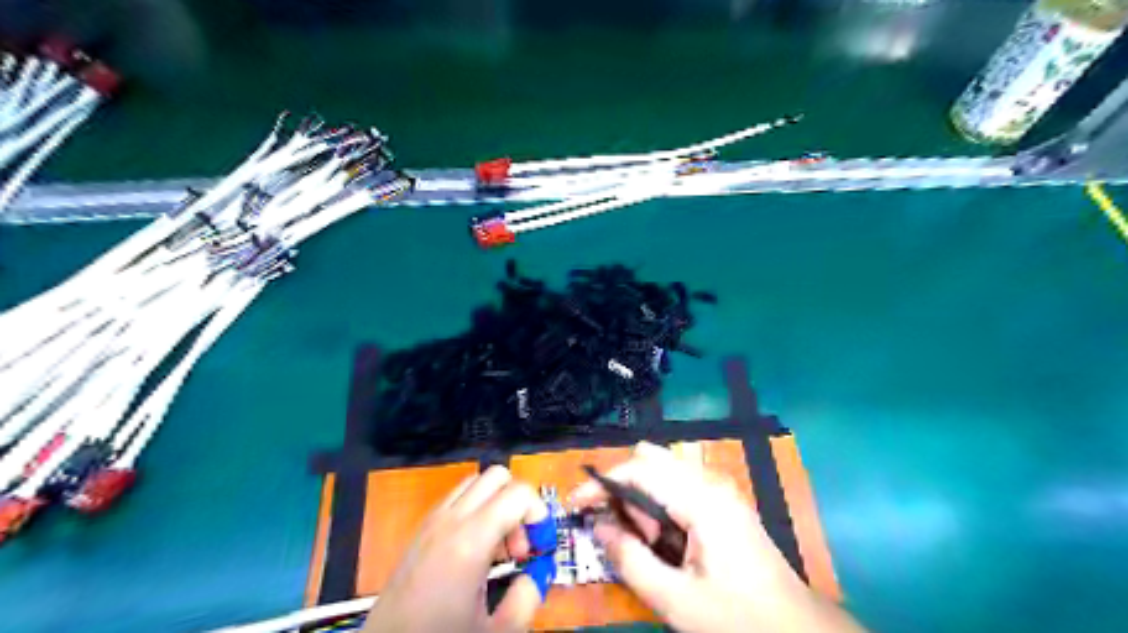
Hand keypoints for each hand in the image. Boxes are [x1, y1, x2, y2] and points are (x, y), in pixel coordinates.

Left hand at [367, 464, 551, 631]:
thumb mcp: (496, 631)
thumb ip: (527, 598)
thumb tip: (536, 576)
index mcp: (470, 540)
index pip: (518, 492)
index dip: (539, 512)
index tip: (540, 544)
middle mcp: (449, 520)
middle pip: (497, 476)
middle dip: (518, 502)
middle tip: (520, 543)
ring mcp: (431, 521)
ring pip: (476, 482)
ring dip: (497, 504)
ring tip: (499, 547)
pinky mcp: (420, 529)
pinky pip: (457, 499)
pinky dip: (476, 510)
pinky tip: (476, 550)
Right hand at [568, 440, 864, 632]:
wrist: (798, 632)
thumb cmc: (738, 619)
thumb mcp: (676, 600)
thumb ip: (630, 560)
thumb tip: (599, 527)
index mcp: (702, 500)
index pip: (640, 469)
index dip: (602, 482)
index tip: (576, 504)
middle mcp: (712, 483)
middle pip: (653, 458)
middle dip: (624, 485)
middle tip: (616, 526)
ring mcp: (721, 491)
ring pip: (666, 469)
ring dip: (642, 495)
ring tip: (644, 540)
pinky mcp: (725, 503)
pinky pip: (681, 486)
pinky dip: (660, 503)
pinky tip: (665, 539)